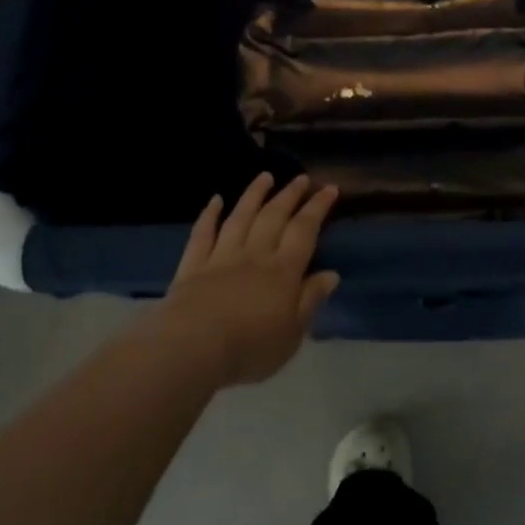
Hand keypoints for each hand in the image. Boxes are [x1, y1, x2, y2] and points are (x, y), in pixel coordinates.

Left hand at [159, 173, 339, 387]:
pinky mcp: (193, 266)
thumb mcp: (292, 334)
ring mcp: (221, 257)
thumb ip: (310, 300)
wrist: (192, 348)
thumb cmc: (250, 347)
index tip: (329, 188)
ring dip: (254, 195)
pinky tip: (215, 200)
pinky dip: (209, 215)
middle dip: (289, 195)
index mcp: (283, 271)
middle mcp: (254, 255)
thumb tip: (331, 274)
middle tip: (301, 178)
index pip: (304, 231)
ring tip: (264, 176)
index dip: (317, 208)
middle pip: (274, 217)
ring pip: (240, 217)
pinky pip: (202, 234)